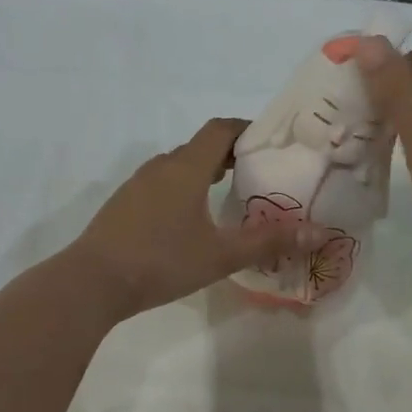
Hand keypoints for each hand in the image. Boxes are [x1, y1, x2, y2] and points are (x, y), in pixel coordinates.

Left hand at [66, 118, 316, 319]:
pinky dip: (182, 190)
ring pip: (178, 167)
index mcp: (186, 168)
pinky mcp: (123, 204)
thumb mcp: (220, 255)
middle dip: (230, 155)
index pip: (220, 129)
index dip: (247, 130)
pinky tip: (189, 222)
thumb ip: (268, 242)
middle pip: (200, 147)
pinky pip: (160, 185)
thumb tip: (319, 232)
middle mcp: (160, 167)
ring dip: (204, 174)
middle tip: (258, 176)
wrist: (93, 282)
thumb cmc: (161, 261)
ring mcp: (137, 185)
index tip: (271, 144)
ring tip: (228, 198)